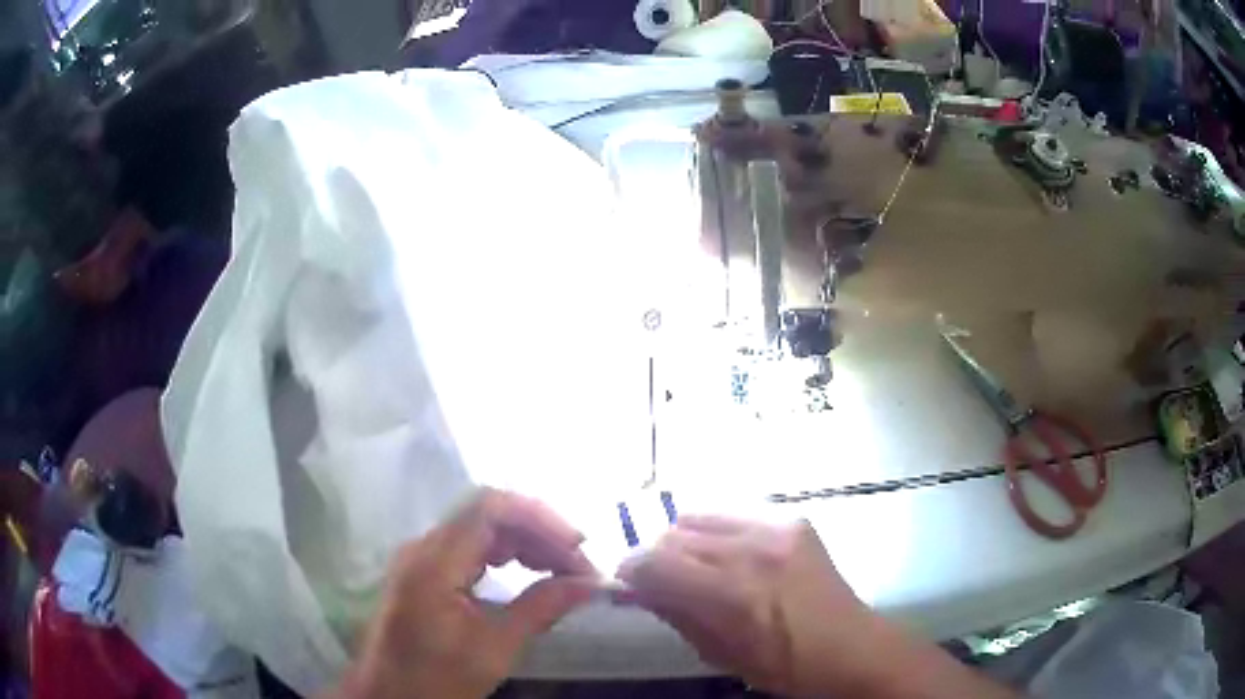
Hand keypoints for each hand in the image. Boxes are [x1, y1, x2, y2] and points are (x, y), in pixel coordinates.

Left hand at [338, 488, 596, 698]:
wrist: (390, 696)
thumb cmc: (438, 679)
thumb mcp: (495, 648)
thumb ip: (542, 608)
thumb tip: (591, 583)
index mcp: (434, 563)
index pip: (489, 508)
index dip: (540, 518)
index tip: (578, 547)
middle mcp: (423, 548)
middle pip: (487, 514)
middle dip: (539, 533)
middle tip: (578, 566)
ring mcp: (421, 557)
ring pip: (481, 527)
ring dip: (525, 542)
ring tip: (563, 570)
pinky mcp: (425, 570)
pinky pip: (470, 546)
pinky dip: (506, 554)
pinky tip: (530, 572)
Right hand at [618, 516, 1017, 698]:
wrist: (852, 648)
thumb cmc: (784, 667)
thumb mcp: (720, 655)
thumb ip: (677, 616)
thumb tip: (642, 589)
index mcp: (732, 593)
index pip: (653, 561)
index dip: (630, 571)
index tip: (628, 584)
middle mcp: (752, 549)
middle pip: (673, 533)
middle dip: (658, 557)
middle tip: (663, 581)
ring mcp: (777, 527)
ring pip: (700, 516)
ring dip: (686, 541)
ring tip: (698, 567)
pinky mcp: (794, 519)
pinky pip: (736, 514)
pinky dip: (720, 534)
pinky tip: (733, 558)